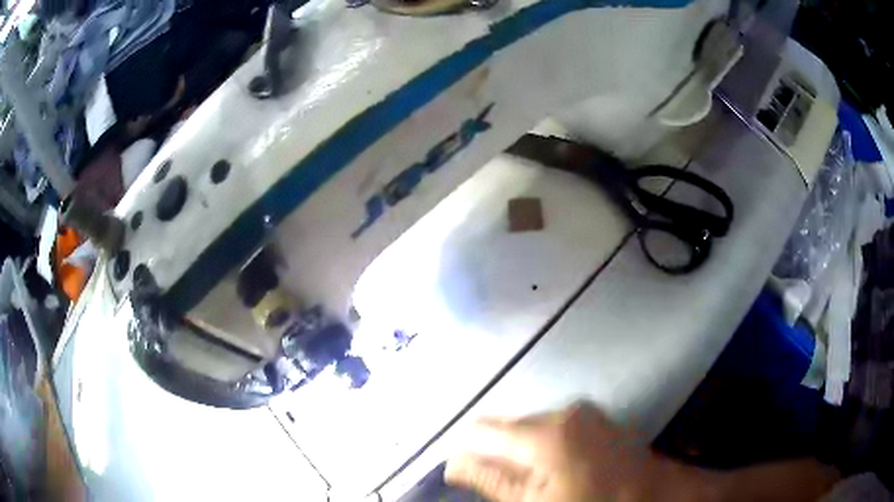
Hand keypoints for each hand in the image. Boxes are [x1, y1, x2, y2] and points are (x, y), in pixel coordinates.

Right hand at [445, 402, 713, 501]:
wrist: (653, 496)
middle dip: (499, 454)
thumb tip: (454, 464)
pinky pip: (554, 426)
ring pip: (531, 426)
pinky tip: (557, 469)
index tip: (467, 474)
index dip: (468, 451)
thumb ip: (492, 481)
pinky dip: (545, 446)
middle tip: (510, 486)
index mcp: (544, 434)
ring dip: (523, 451)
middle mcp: (561, 411)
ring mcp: (582, 411)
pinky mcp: (595, 416)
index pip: (482, 430)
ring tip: (537, 481)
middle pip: (508, 427)